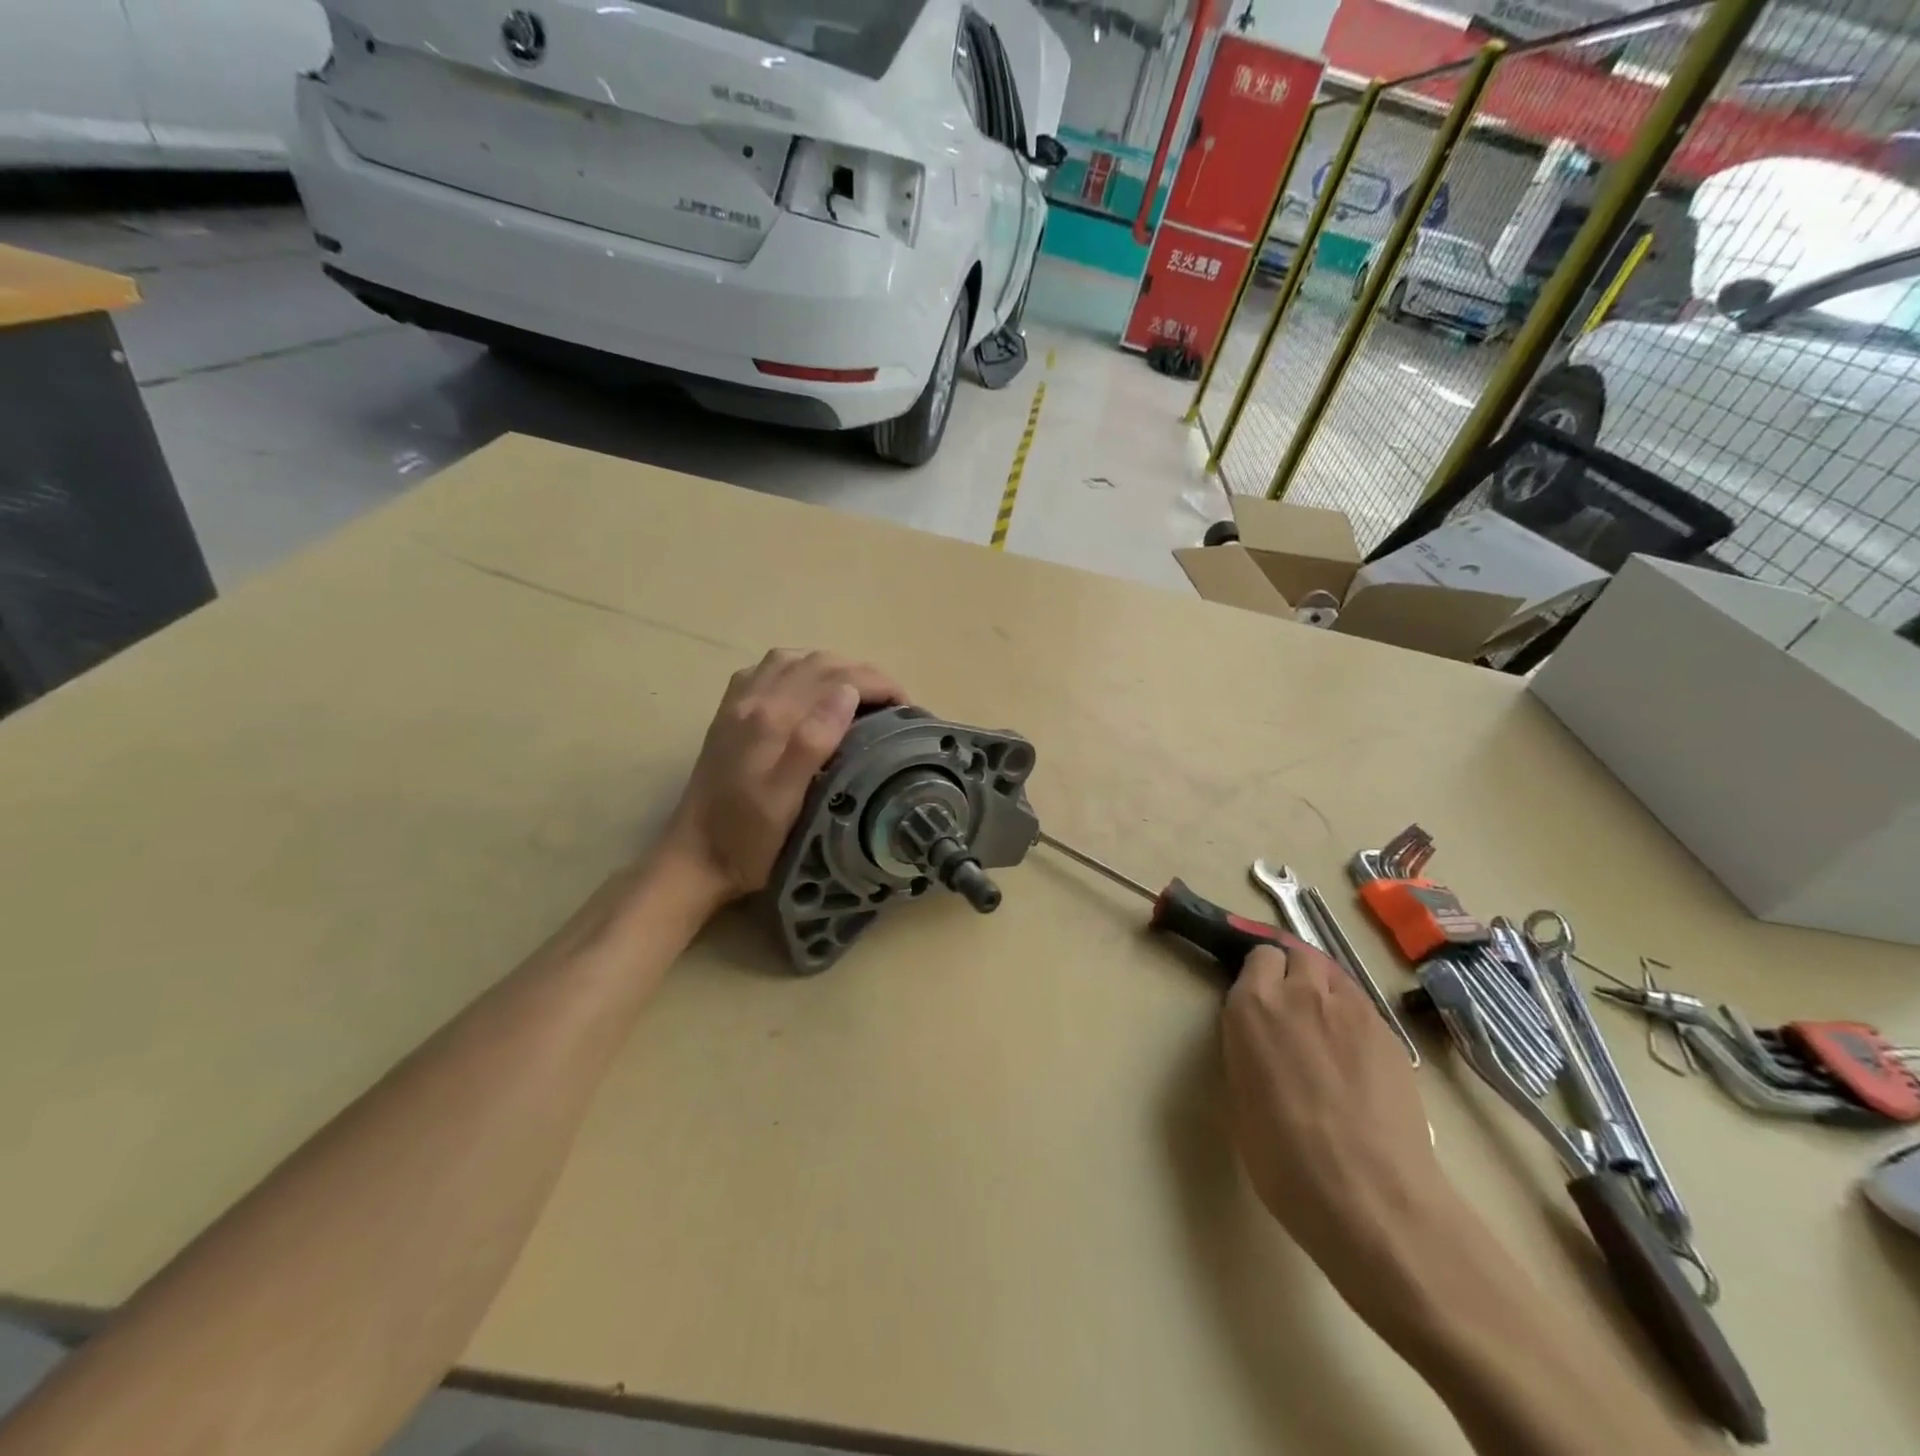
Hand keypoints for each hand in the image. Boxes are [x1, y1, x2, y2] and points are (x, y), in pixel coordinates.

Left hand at [656, 650, 906, 906]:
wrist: (695, 857)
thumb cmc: (749, 840)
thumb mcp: (787, 801)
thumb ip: (813, 742)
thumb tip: (848, 692)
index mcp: (773, 718)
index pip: (838, 677)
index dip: (879, 684)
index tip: (906, 708)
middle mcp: (754, 698)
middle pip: (818, 662)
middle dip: (863, 673)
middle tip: (892, 703)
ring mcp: (738, 702)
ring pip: (794, 659)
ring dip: (833, 667)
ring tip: (859, 692)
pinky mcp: (729, 712)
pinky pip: (768, 670)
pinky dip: (799, 669)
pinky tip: (808, 690)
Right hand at [1221, 945, 1449, 1323]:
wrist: (1371, 1196)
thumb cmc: (1285, 1158)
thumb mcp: (1241, 1094)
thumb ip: (1247, 1046)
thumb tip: (1257, 1037)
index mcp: (1253, 1005)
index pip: (1257, 955)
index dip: (1256, 973)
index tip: (1253, 994)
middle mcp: (1302, 993)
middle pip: (1297, 954)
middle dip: (1289, 970)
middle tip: (1287, 1006)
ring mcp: (1352, 1010)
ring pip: (1333, 975)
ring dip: (1322, 988)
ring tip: (1321, 1025)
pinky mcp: (1390, 1035)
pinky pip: (1362, 1007)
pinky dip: (1351, 1017)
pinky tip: (1352, 1056)